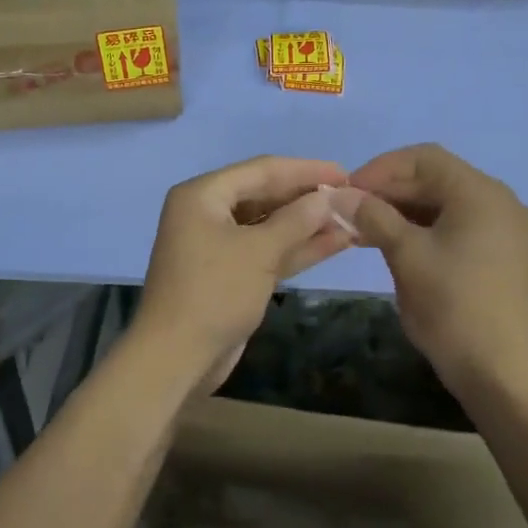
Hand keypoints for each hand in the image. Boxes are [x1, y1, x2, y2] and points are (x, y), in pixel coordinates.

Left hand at [134, 156, 354, 390]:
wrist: (176, 357)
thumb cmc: (215, 292)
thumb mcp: (259, 251)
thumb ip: (297, 220)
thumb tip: (329, 196)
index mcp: (203, 195)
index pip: (262, 170)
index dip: (306, 170)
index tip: (345, 174)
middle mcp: (207, 212)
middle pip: (265, 195)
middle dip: (307, 198)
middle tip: (351, 198)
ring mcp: (218, 245)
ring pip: (269, 226)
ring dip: (307, 225)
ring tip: (351, 220)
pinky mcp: (230, 274)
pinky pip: (266, 251)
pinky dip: (296, 248)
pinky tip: (334, 244)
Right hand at [349, 144, 527, 398]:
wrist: (498, 371)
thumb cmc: (451, 307)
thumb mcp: (406, 256)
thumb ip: (373, 216)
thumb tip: (338, 193)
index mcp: (480, 193)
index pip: (423, 158)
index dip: (380, 169)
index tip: (346, 191)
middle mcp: (498, 200)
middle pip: (435, 178)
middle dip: (389, 190)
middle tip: (349, 211)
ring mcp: (502, 228)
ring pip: (443, 202)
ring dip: (402, 210)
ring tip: (362, 229)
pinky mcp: (499, 252)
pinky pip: (455, 224)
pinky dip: (422, 228)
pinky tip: (391, 243)